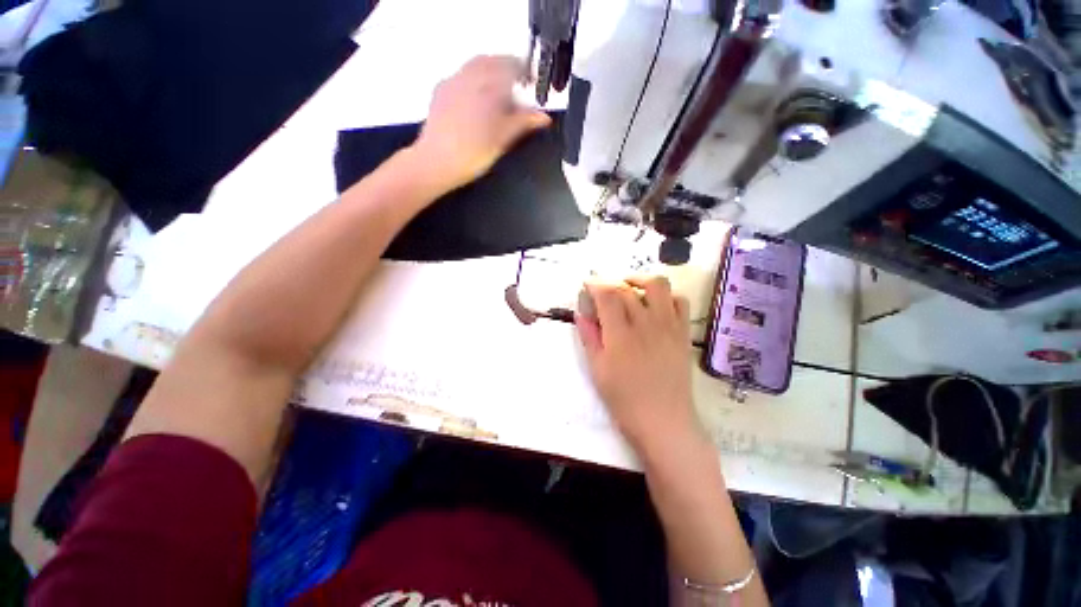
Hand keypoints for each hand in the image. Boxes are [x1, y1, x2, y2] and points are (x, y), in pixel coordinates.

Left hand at [414, 55, 550, 191]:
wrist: (437, 161)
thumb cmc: (472, 153)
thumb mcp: (504, 139)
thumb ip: (524, 122)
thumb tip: (544, 117)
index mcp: (489, 85)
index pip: (512, 65)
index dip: (526, 71)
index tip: (532, 81)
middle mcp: (470, 76)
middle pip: (493, 61)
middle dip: (507, 68)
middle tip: (518, 84)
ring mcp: (453, 81)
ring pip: (475, 66)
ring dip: (490, 71)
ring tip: (498, 91)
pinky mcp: (441, 91)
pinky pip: (461, 76)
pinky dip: (474, 80)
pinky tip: (476, 97)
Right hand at [575, 276, 700, 452]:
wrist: (664, 421)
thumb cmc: (624, 399)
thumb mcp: (598, 369)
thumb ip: (589, 337)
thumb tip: (580, 313)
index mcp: (621, 334)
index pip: (607, 294)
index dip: (595, 284)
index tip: (587, 284)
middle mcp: (646, 323)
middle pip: (627, 288)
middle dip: (610, 283)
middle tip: (601, 292)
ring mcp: (668, 326)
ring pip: (657, 285)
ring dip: (639, 281)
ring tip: (628, 289)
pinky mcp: (682, 332)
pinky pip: (679, 301)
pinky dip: (665, 296)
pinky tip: (654, 305)